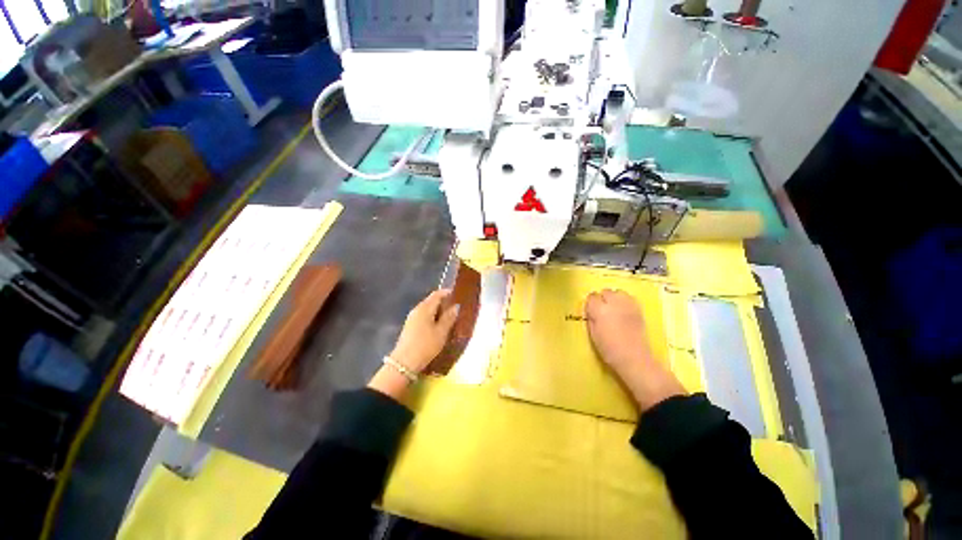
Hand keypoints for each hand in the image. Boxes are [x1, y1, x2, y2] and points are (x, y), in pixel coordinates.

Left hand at [369, 290, 458, 398]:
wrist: (404, 363)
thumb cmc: (426, 345)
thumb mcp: (441, 332)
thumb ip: (449, 318)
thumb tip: (456, 306)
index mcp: (425, 308)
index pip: (436, 294)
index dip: (447, 292)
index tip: (457, 294)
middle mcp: (417, 309)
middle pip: (431, 301)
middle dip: (443, 302)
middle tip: (455, 307)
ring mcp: (412, 318)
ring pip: (427, 309)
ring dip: (437, 310)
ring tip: (449, 317)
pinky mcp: (410, 327)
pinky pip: (423, 316)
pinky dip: (432, 317)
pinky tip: (438, 325)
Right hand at [585, 289, 685, 411]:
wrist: (635, 359)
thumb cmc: (609, 350)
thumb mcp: (593, 334)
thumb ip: (591, 318)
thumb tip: (591, 310)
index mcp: (600, 310)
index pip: (592, 297)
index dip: (590, 304)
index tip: (590, 310)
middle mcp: (614, 304)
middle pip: (605, 292)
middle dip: (602, 298)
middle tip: (601, 310)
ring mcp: (628, 305)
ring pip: (618, 292)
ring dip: (613, 297)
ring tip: (612, 308)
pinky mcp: (639, 309)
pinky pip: (629, 298)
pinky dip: (624, 300)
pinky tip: (623, 310)